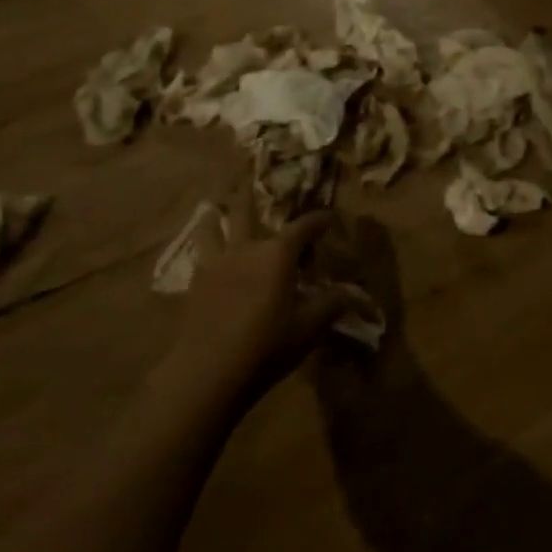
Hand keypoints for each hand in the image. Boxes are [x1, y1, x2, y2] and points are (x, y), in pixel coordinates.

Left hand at [167, 211, 375, 404]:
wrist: (208, 371)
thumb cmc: (267, 345)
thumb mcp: (309, 327)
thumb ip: (333, 304)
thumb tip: (357, 292)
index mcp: (277, 253)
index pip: (303, 227)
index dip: (317, 220)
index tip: (327, 216)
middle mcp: (246, 247)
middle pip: (246, 210)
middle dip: (252, 194)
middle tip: (252, 179)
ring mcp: (216, 262)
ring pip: (213, 226)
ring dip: (217, 214)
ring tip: (215, 207)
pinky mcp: (195, 282)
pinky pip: (200, 253)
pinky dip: (204, 245)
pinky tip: (205, 252)